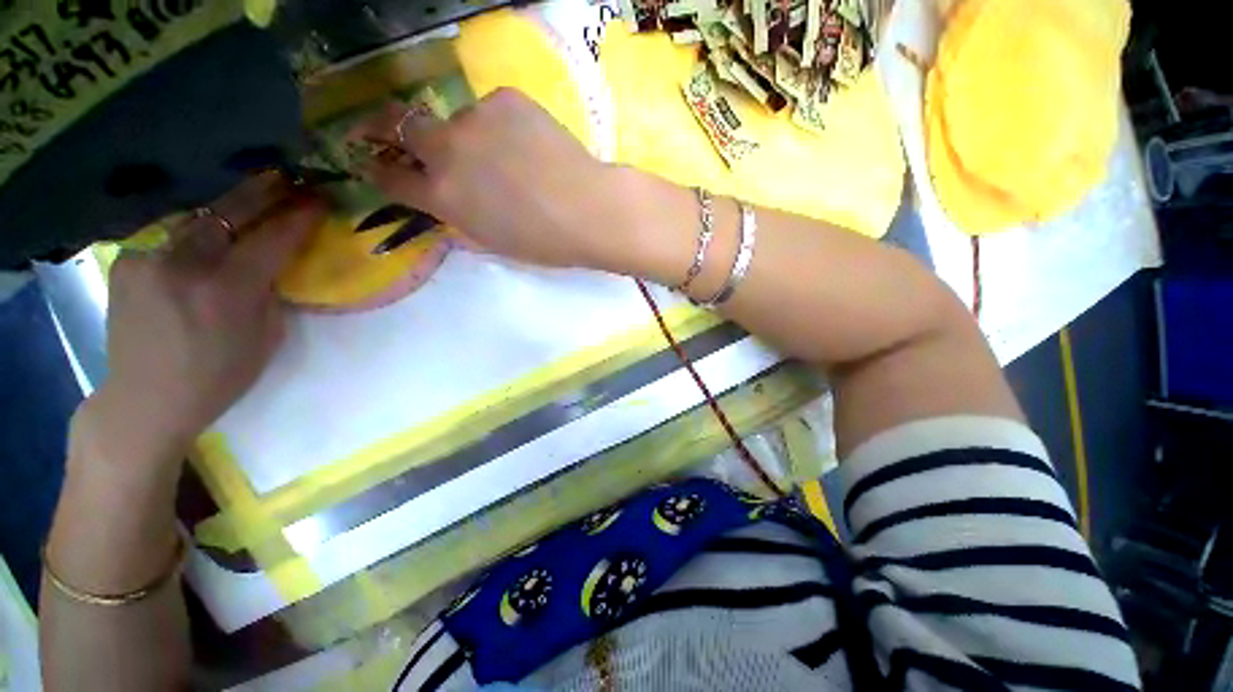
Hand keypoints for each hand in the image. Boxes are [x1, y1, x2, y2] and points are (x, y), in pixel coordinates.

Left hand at [84, 174, 326, 461]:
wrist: (145, 398)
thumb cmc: (219, 376)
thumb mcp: (265, 338)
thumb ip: (270, 293)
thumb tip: (274, 263)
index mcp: (227, 291)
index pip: (272, 239)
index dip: (298, 217)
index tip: (318, 199)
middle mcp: (184, 266)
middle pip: (228, 213)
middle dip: (262, 192)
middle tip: (287, 178)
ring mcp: (148, 259)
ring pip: (196, 220)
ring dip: (227, 210)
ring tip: (250, 200)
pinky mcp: (127, 261)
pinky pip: (170, 237)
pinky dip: (194, 234)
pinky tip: (205, 240)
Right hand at [352, 88, 677, 275]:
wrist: (589, 211)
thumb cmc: (545, 242)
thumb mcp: (493, 241)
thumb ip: (460, 217)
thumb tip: (446, 199)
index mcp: (442, 196)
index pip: (390, 177)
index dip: (382, 171)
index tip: (379, 165)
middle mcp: (446, 151)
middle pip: (400, 126)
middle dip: (395, 132)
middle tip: (403, 134)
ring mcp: (474, 118)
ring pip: (457, 120)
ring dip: (471, 136)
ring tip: (511, 158)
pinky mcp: (505, 99)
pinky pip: (492, 110)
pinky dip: (503, 126)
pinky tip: (530, 144)